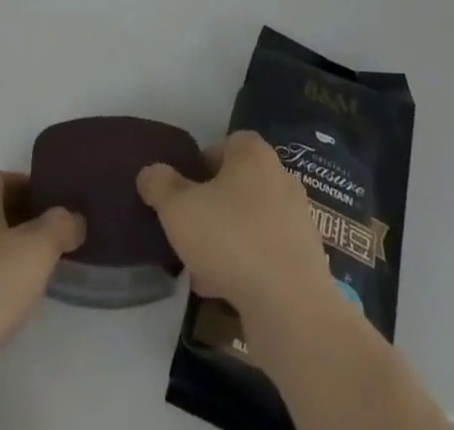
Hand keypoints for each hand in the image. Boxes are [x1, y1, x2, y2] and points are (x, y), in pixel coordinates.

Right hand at [137, 131, 331, 322]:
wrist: (292, 309)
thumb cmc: (231, 241)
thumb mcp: (178, 209)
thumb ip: (159, 185)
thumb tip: (150, 173)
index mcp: (254, 154)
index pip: (225, 144)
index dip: (200, 164)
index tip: (182, 192)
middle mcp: (280, 178)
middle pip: (236, 185)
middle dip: (211, 206)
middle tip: (188, 230)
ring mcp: (296, 220)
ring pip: (249, 222)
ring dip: (225, 240)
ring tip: (199, 267)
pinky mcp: (304, 260)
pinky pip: (265, 253)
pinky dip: (246, 266)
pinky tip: (223, 290)